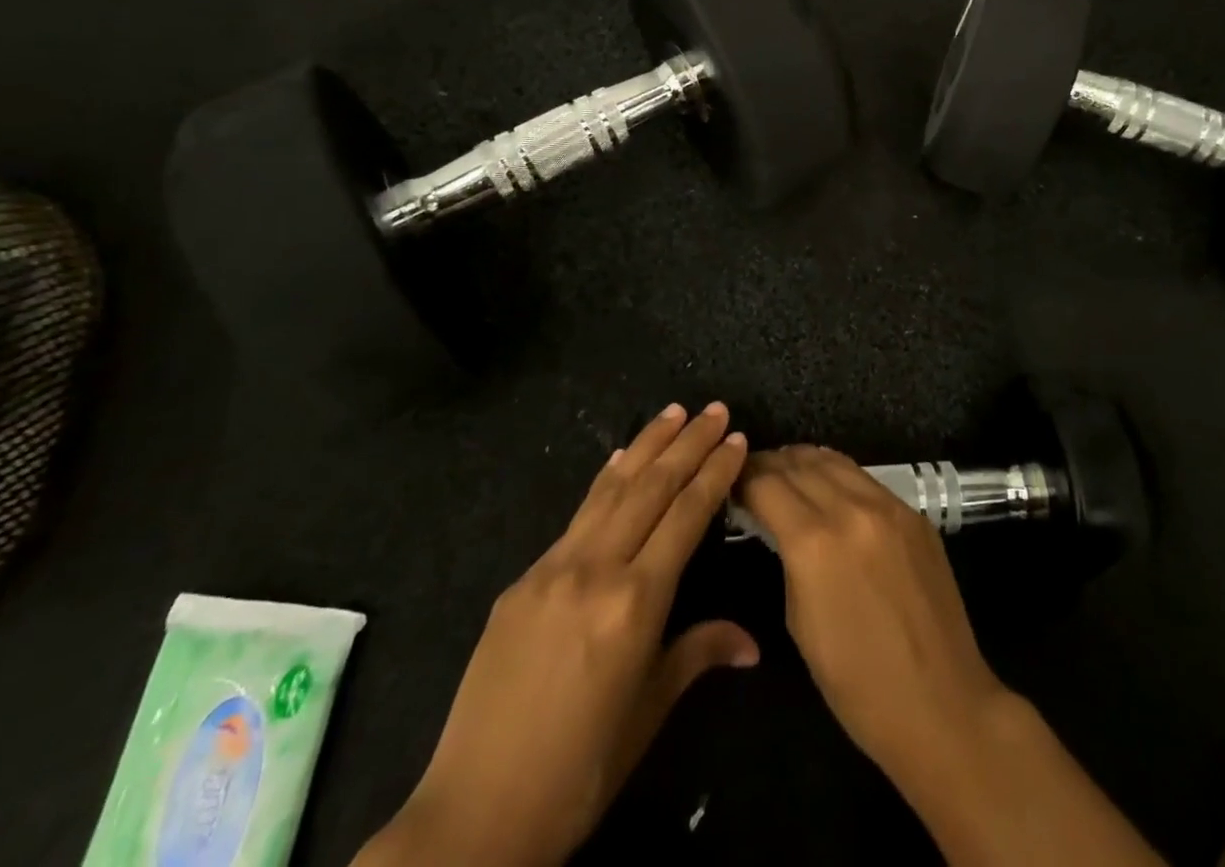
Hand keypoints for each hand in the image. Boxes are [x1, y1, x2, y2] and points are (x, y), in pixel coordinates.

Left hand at [355, 403, 754, 866]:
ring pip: (612, 489)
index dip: (715, 473)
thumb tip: (751, 643)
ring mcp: (553, 568)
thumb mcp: (648, 713)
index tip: (737, 438)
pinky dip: (606, 481)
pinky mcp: (523, 579)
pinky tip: (619, 460)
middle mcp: (595, 568)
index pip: (687, 516)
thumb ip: (698, 654)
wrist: (473, 816)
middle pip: (652, 488)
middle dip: (688, 444)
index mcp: (635, 602)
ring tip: (674, 412)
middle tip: (715, 409)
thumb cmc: (579, 772)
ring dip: (647, 445)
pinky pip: (577, 516)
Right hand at [736, 446, 1166, 866]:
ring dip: (804, 460)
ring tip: (786, 469)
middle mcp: (851, 508)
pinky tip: (829, 487)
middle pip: (800, 463)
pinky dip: (838, 474)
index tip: (730, 482)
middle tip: (752, 472)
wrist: (943, 704)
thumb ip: (787, 558)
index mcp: (814, 542)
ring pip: (835, 460)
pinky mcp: (914, 513)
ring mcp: (889, 506)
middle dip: (771, 463)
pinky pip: (866, 479)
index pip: (767, 484)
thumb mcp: (800, 622)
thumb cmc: (858, 684)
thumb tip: (776, 523)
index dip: (743, 478)